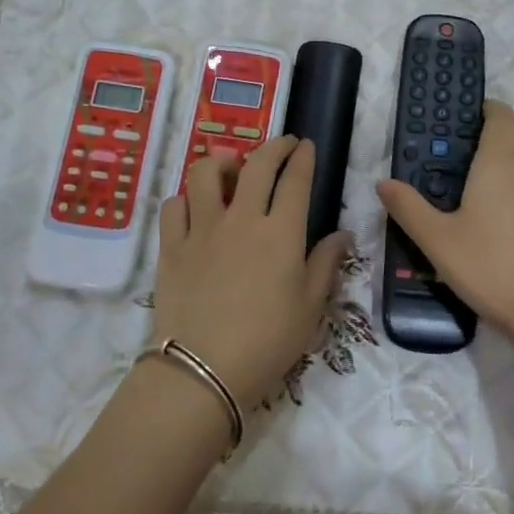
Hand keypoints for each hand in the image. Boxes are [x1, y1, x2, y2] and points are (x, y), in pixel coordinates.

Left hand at [154, 137, 349, 410]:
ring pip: (205, 174)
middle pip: (256, 165)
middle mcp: (242, 218)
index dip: (302, 157)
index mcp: (281, 232)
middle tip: (281, 144)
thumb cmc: (268, 341)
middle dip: (273, 146)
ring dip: (221, 163)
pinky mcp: (172, 246)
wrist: (204, 369)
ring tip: (230, 169)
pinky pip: (174, 206)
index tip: (305, 145)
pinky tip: (194, 208)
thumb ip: (326, 264)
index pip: (295, 180)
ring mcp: (202, 229)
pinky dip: (185, 199)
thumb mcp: (310, 307)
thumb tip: (342, 235)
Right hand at [377, 102, 513, 360]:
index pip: (502, 118)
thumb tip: (383, 182)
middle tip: (483, 147)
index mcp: (498, 166)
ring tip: (493, 188)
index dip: (491, 110)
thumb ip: (409, 208)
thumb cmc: (489, 268)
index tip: (476, 114)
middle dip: (510, 129)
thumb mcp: (437, 241)